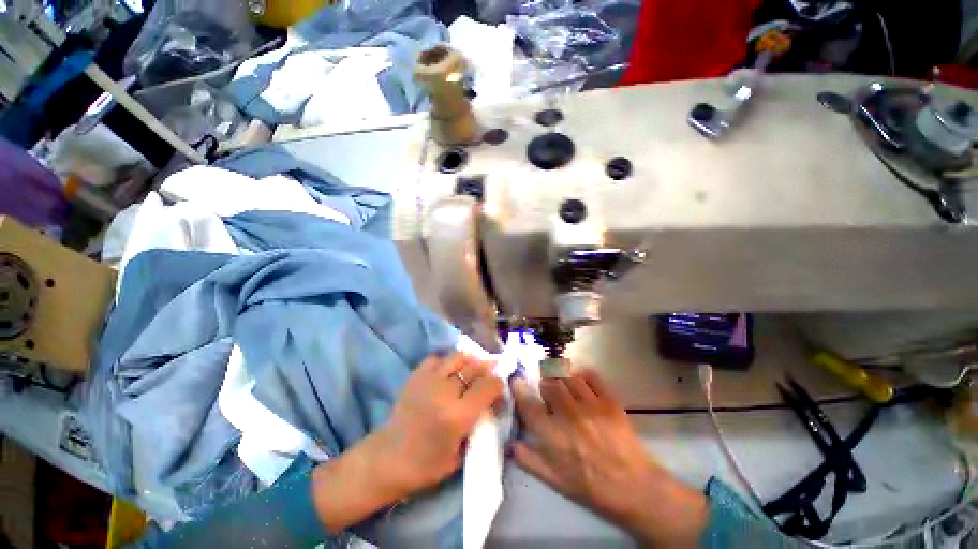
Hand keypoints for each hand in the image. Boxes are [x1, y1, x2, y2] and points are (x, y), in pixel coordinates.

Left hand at [313, 353, 503, 531]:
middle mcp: (445, 392)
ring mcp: (429, 380)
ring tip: (471, 369)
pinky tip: (447, 372)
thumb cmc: (426, 465)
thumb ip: (478, 426)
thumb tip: (490, 403)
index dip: (498, 383)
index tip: (499, 386)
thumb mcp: (461, 454)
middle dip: (487, 369)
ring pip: (458, 357)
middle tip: (490, 374)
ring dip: (469, 361)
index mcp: (459, 415)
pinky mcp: (415, 376)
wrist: (387, 459)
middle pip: (475, 367)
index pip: (489, 386)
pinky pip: (436, 358)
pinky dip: (446, 362)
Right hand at [512, 370, 707, 547]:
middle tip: (545, 386)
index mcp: (552, 435)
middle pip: (548, 383)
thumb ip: (529, 460)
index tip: (516, 380)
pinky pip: (590, 375)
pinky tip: (580, 381)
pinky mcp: (608, 400)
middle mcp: (568, 414)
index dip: (519, 388)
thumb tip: (510, 442)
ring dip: (560, 376)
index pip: (528, 404)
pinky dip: (582, 374)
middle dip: (543, 382)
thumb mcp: (554, 480)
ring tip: (561, 380)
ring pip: (567, 375)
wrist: (633, 486)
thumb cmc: (590, 485)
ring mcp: (590, 405)